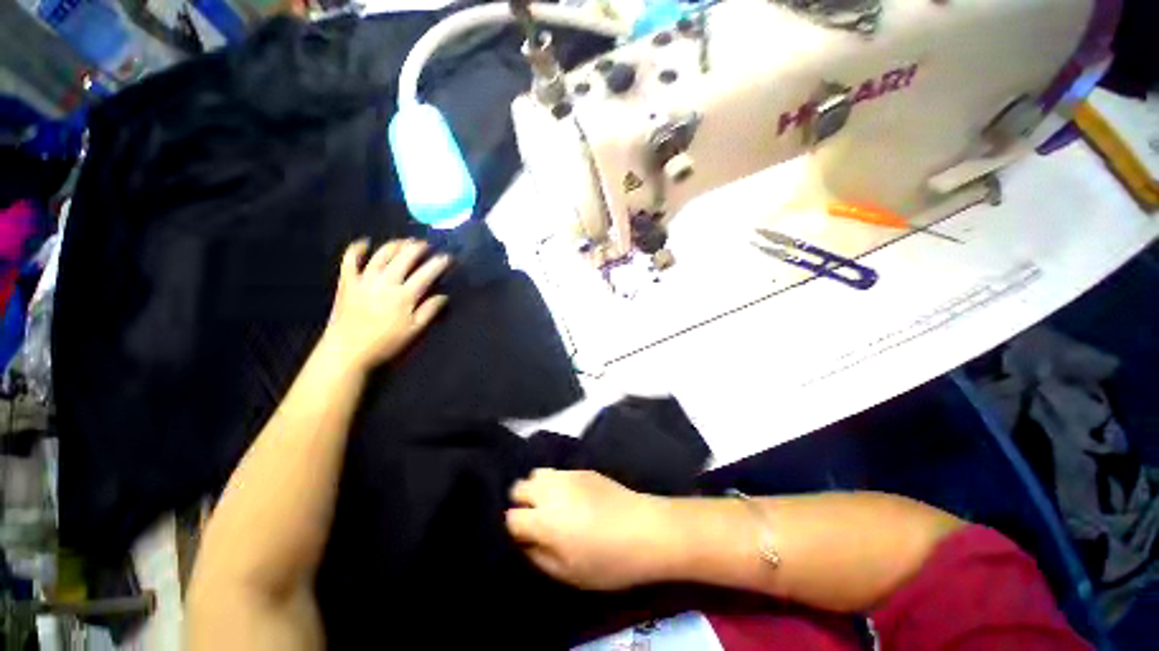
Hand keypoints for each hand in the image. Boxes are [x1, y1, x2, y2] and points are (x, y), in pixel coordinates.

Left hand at [321, 239, 449, 371]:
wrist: (348, 351)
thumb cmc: (386, 343)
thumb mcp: (414, 331)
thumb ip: (430, 311)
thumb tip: (443, 296)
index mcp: (405, 295)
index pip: (426, 273)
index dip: (438, 263)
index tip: (447, 257)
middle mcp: (386, 282)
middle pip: (405, 258)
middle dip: (418, 248)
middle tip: (426, 244)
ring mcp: (364, 279)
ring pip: (382, 254)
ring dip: (395, 244)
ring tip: (405, 241)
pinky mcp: (347, 282)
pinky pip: (350, 260)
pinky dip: (357, 249)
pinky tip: (365, 243)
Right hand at [506, 470, 675, 590]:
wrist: (645, 529)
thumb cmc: (607, 560)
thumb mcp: (568, 574)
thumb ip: (538, 557)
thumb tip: (524, 542)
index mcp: (544, 520)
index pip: (511, 517)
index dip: (514, 530)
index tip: (525, 539)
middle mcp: (551, 491)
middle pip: (519, 487)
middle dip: (522, 503)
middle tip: (536, 521)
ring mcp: (568, 475)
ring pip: (537, 474)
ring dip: (537, 489)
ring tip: (551, 506)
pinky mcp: (583, 469)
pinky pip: (558, 472)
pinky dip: (555, 483)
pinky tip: (570, 497)